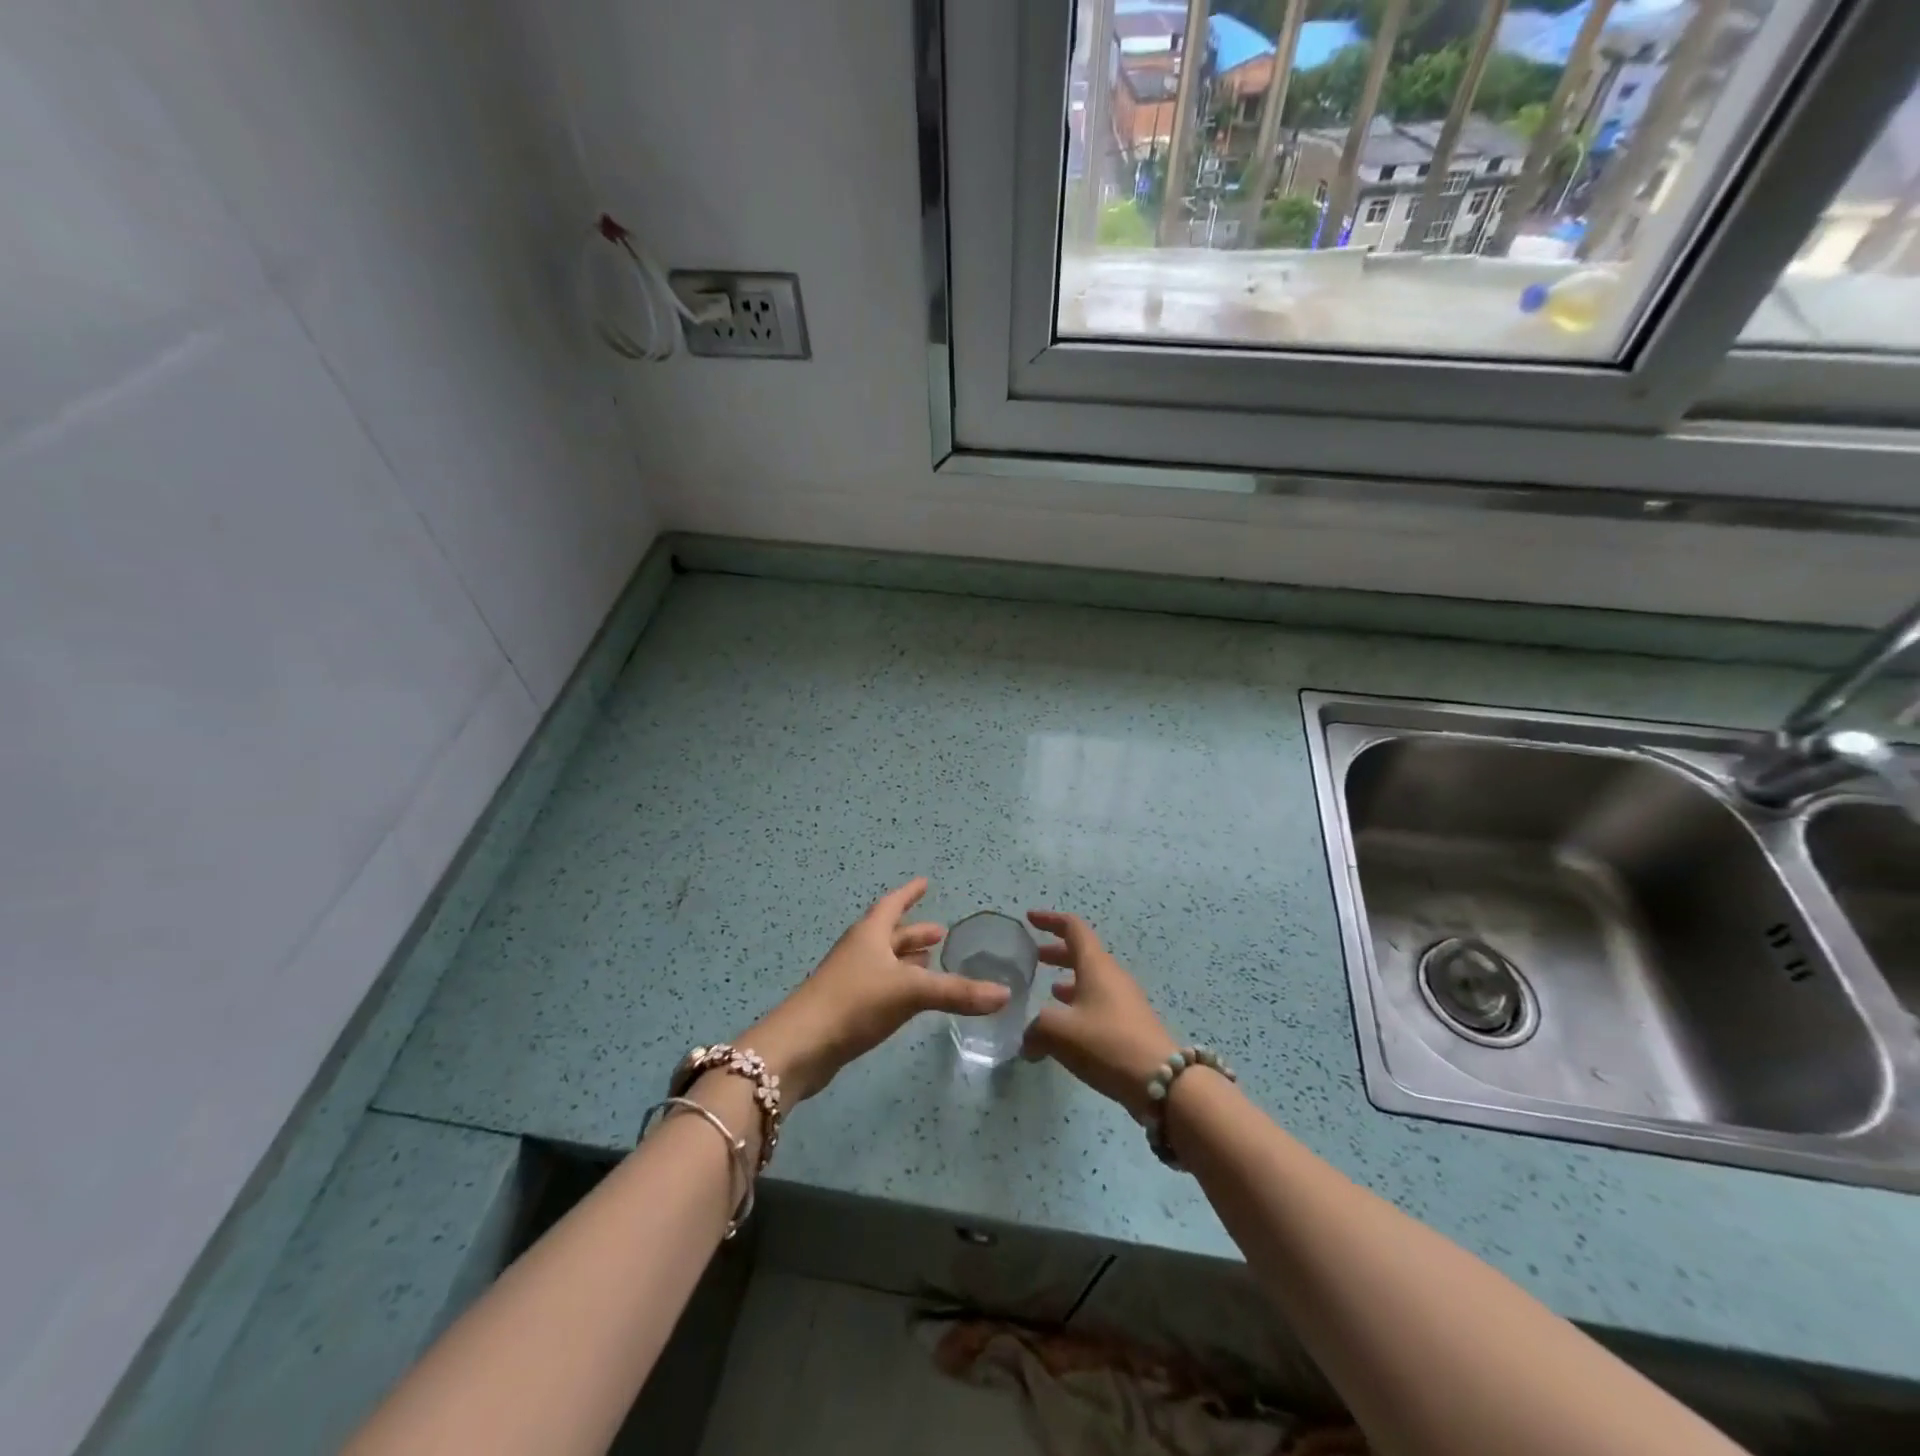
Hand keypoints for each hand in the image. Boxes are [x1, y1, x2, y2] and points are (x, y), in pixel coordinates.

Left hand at [742, 878, 1010, 1102]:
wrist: (801, 1046)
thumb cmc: (854, 1002)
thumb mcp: (910, 992)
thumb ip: (957, 992)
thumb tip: (1005, 994)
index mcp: (870, 934)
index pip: (893, 904)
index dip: (910, 893)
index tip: (925, 882)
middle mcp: (859, 950)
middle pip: (890, 934)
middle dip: (915, 931)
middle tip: (940, 931)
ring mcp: (850, 979)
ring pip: (884, 961)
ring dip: (907, 959)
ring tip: (932, 960)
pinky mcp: (846, 1007)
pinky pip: (880, 986)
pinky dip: (899, 984)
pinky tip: (912, 998)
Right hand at [1020, 910, 1178, 1120]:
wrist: (1163, 1081)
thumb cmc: (1106, 1043)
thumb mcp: (1059, 1032)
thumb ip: (1035, 1029)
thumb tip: (1027, 1040)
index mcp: (1096, 965)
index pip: (1073, 928)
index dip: (1050, 920)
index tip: (1030, 918)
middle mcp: (1112, 976)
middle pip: (1083, 953)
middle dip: (1057, 952)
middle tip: (1034, 958)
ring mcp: (1125, 1001)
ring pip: (1092, 980)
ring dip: (1069, 980)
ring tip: (1048, 991)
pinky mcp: (1130, 1025)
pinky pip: (1099, 1003)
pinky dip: (1080, 1005)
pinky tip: (1067, 1028)